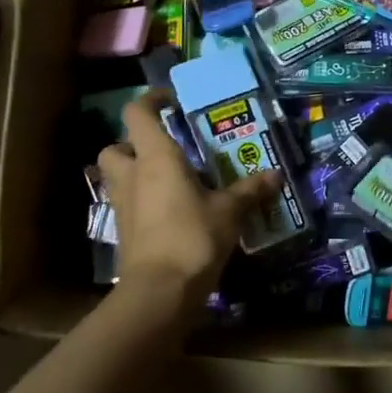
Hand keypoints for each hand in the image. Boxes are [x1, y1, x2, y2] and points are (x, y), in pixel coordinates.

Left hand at [98, 92, 280, 311]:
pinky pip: (127, 205)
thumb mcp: (229, 211)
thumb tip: (276, 175)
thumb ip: (249, 190)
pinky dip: (142, 202)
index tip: (170, 101)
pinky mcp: (122, 233)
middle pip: (115, 147)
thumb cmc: (193, 237)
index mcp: (156, 158)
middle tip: (164, 150)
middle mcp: (132, 175)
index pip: (137, 113)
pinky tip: (170, 212)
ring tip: (169, 180)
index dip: (150, 101)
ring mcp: (122, 206)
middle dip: (132, 144)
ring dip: (134, 173)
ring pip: (117, 177)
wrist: (159, 292)